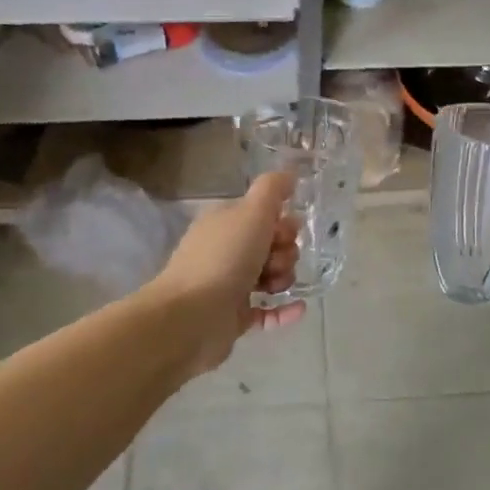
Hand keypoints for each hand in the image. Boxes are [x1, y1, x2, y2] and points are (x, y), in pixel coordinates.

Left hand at [152, 171, 306, 376]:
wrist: (191, 317)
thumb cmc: (224, 258)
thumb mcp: (252, 212)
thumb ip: (273, 189)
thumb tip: (289, 173)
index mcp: (225, 223)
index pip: (264, 216)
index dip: (281, 223)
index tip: (284, 233)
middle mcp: (225, 250)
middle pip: (271, 245)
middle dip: (284, 252)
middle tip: (274, 261)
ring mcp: (228, 285)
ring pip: (270, 276)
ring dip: (284, 278)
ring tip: (275, 285)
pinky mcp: (233, 317)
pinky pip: (266, 311)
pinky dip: (283, 310)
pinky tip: (299, 308)